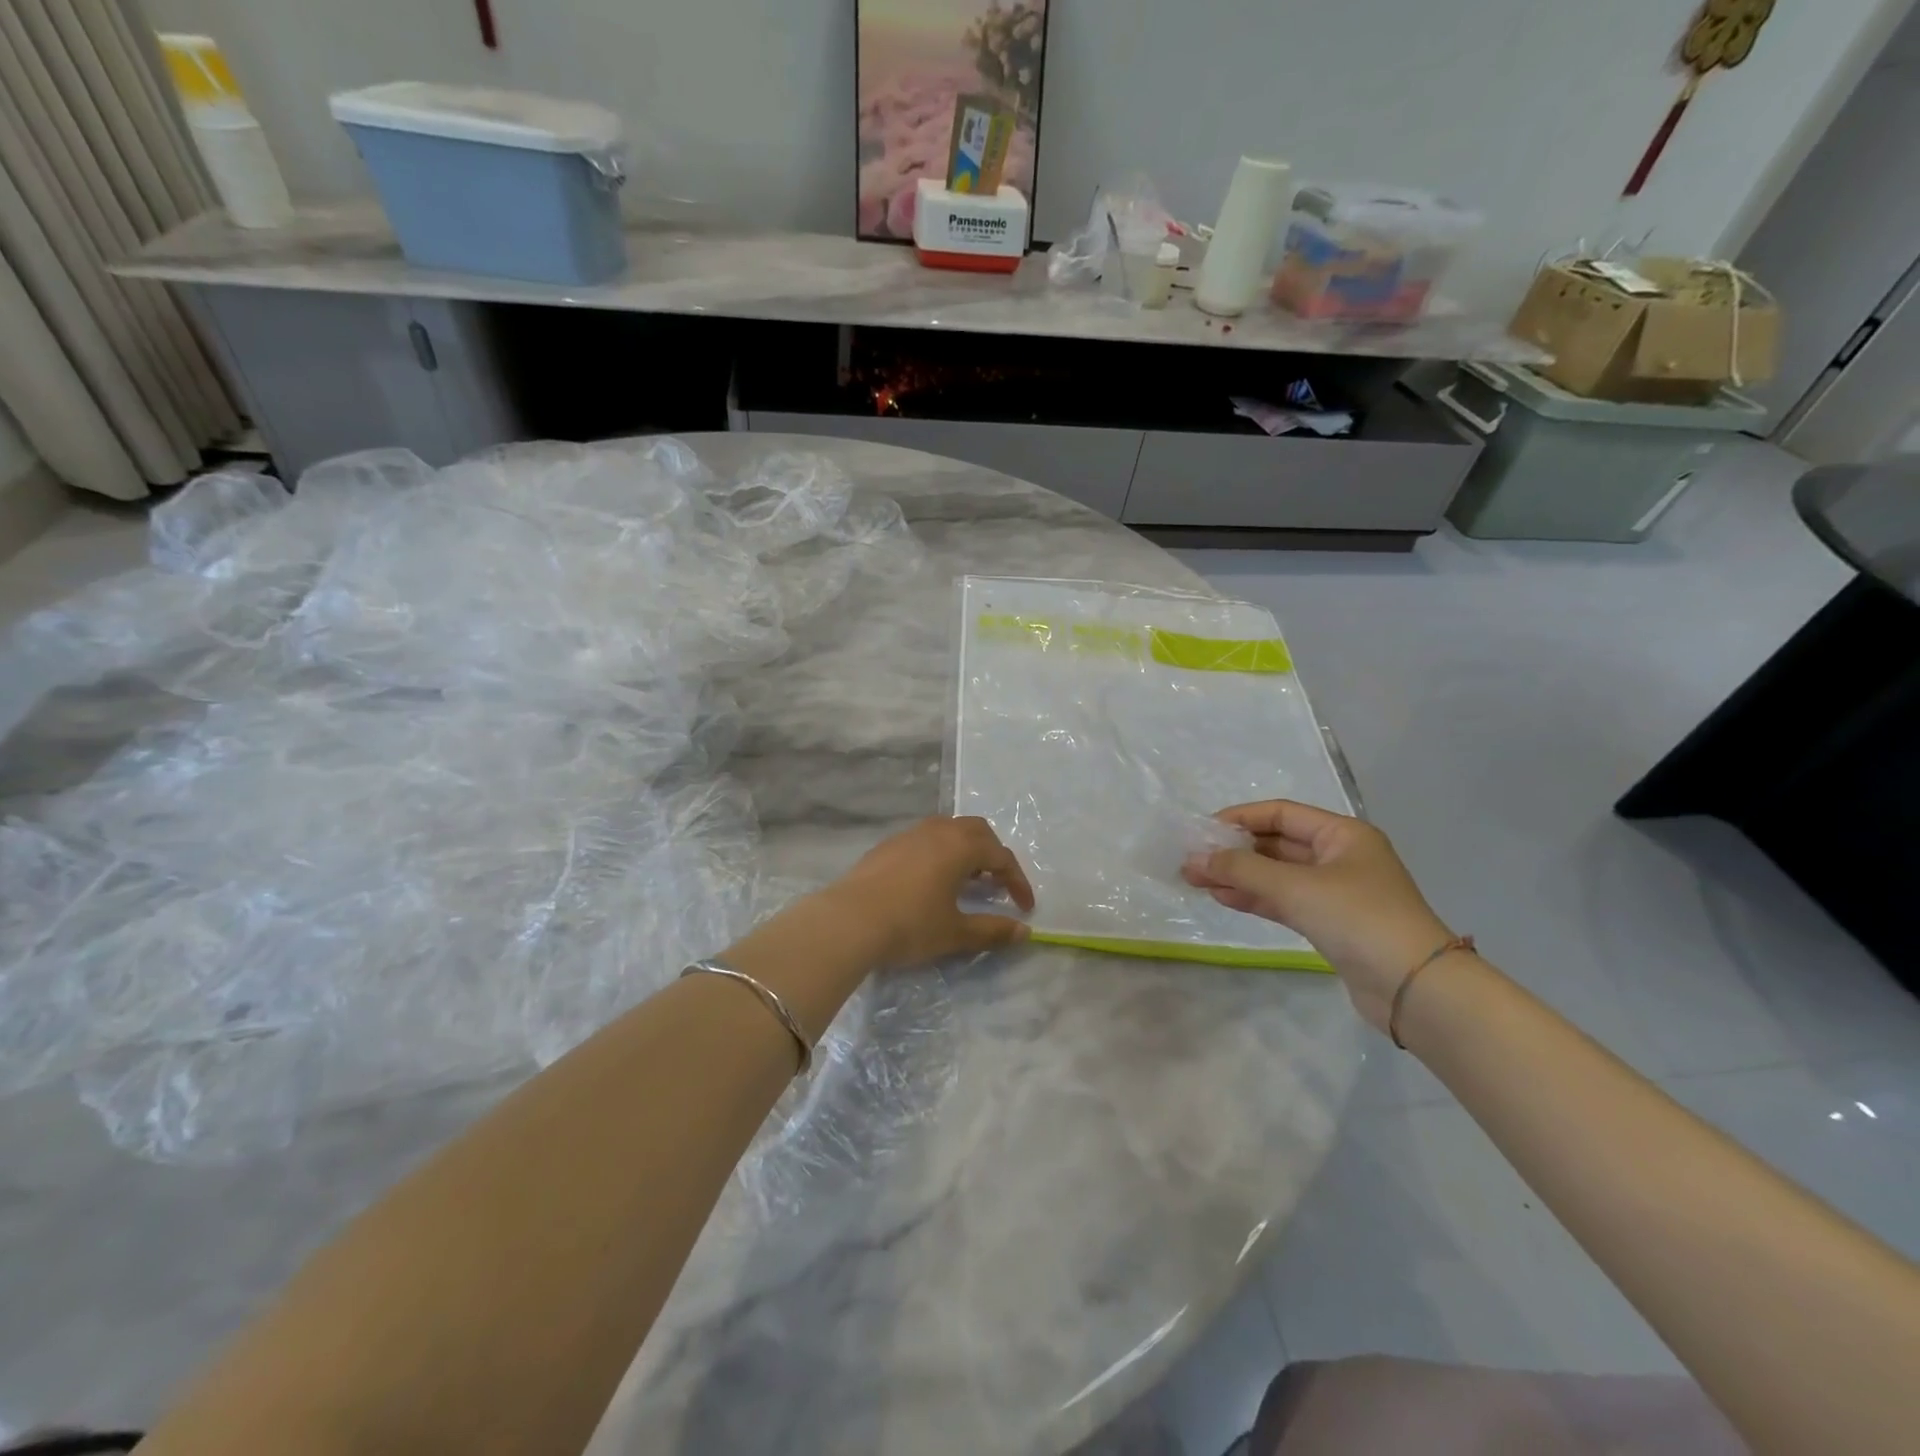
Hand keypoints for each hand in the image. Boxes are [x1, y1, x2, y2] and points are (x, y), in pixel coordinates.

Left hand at [826, 816, 1034, 967]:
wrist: (848, 921)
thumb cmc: (910, 925)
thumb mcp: (955, 933)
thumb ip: (992, 930)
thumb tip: (1024, 931)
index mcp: (960, 846)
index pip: (1001, 857)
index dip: (1018, 881)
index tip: (1025, 907)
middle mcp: (937, 831)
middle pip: (976, 831)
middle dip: (993, 855)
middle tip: (996, 884)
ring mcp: (908, 835)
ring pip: (948, 830)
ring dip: (965, 850)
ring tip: (965, 880)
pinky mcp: (886, 846)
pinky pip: (924, 839)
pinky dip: (940, 853)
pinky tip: (930, 881)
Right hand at [1181, 800, 1453, 1032]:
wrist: (1415, 989)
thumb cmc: (1358, 919)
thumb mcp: (1295, 887)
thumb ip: (1242, 870)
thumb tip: (1194, 859)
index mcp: (1342, 834)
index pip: (1280, 814)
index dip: (1239, 818)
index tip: (1201, 831)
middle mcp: (1340, 857)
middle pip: (1276, 844)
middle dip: (1234, 851)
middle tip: (1192, 860)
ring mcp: (1336, 892)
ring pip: (1277, 875)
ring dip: (1239, 876)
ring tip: (1196, 879)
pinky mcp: (1331, 924)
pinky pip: (1284, 901)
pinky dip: (1255, 898)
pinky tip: (1223, 898)